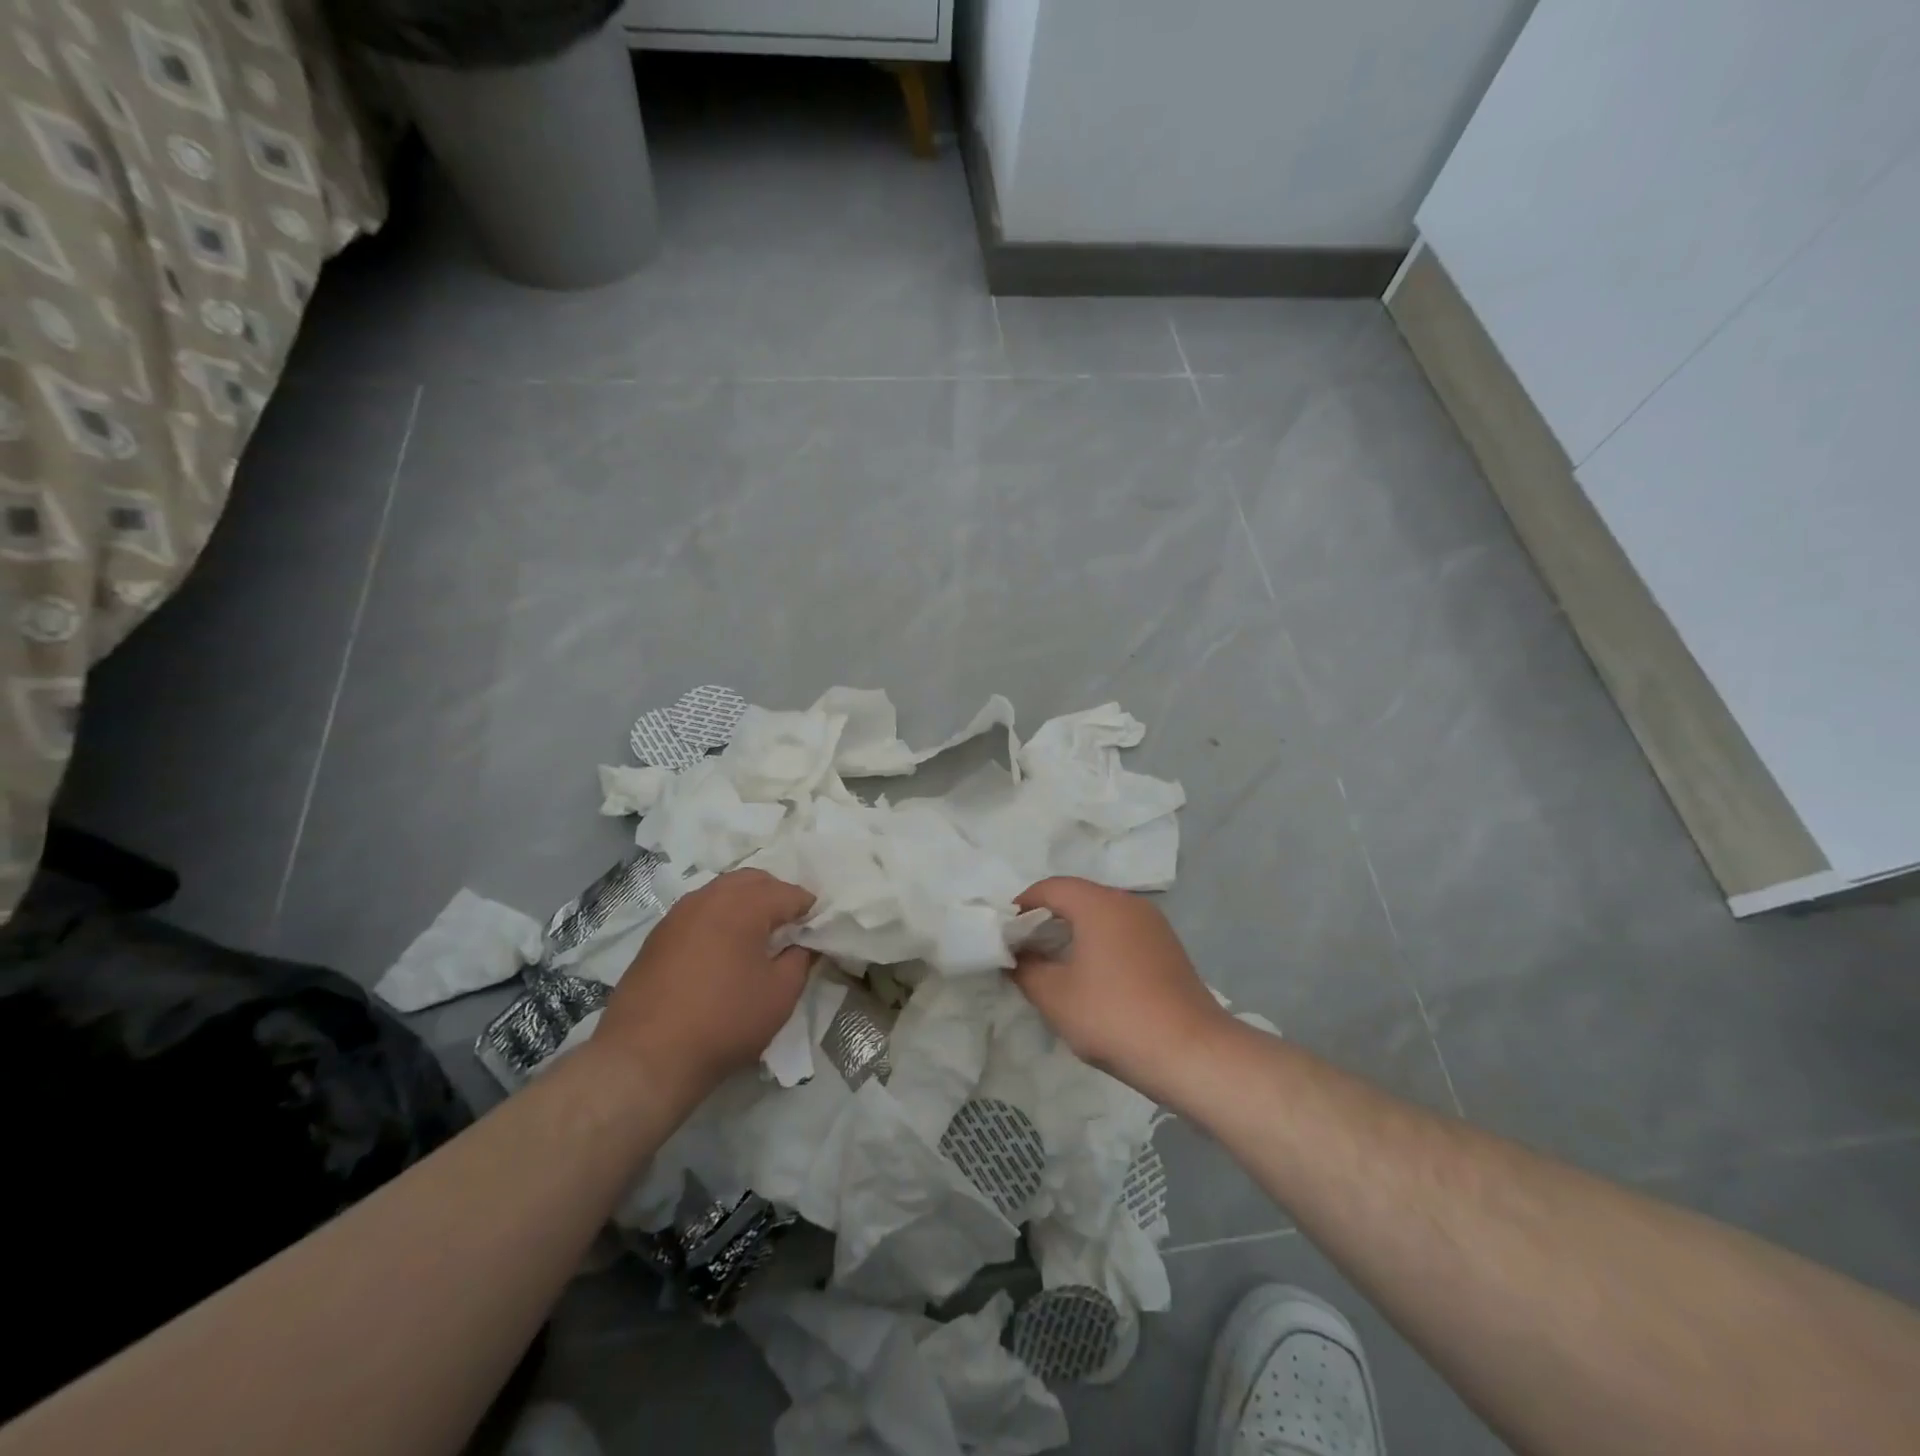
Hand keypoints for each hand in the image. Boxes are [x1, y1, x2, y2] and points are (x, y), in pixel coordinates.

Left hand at [592, 868, 814, 1105]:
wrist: (645, 1057)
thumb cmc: (724, 1021)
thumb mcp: (780, 995)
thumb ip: (800, 960)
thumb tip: (803, 945)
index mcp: (744, 905)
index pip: (788, 892)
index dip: (808, 909)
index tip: (816, 929)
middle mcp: (710, 897)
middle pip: (753, 880)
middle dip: (776, 895)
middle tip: (790, 926)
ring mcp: (679, 913)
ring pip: (722, 891)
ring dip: (745, 903)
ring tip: (757, 936)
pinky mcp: (658, 935)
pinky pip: (699, 910)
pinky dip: (719, 918)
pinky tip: (723, 948)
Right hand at [1012, 877, 1230, 1093]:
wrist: (1192, 1053)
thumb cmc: (1114, 1016)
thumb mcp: (1055, 996)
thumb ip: (1026, 969)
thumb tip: (1017, 957)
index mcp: (1099, 903)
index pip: (1050, 888)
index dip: (1022, 906)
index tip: (1005, 935)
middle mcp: (1128, 903)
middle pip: (1077, 897)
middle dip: (1047, 919)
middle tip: (1025, 950)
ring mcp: (1154, 925)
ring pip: (1102, 915)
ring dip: (1074, 932)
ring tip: (1054, 965)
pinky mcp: (1168, 948)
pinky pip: (1122, 933)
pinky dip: (1099, 944)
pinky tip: (1092, 977)